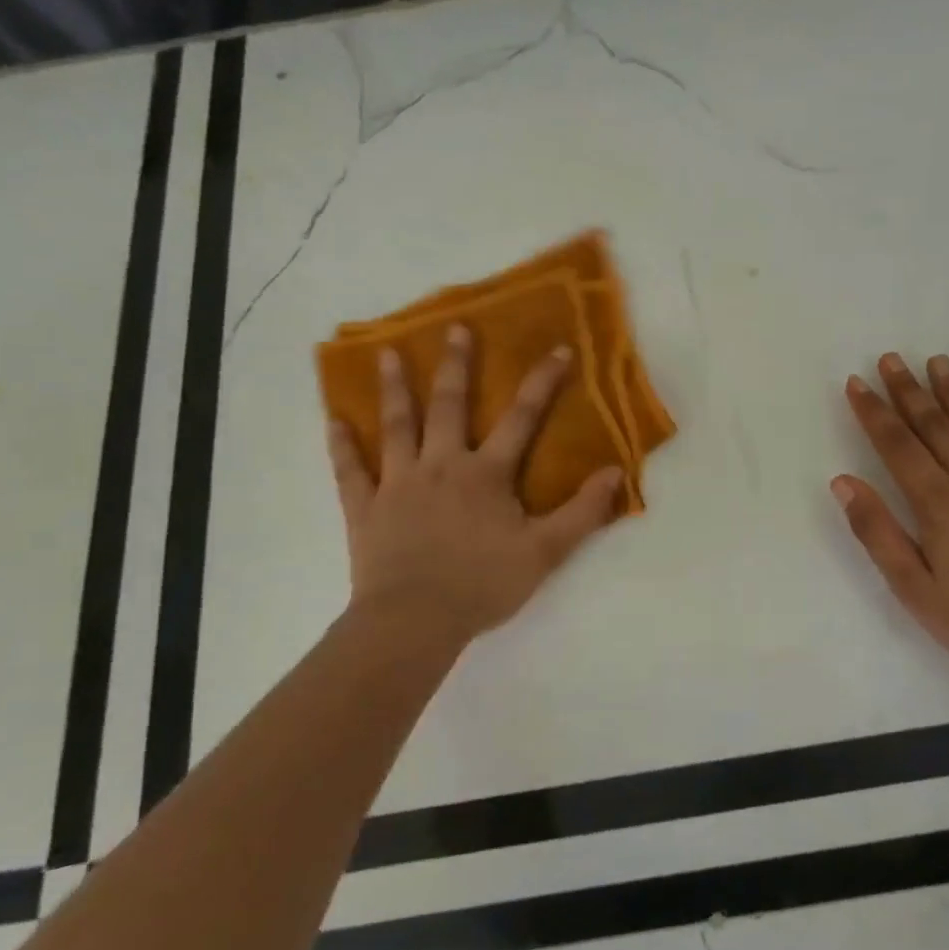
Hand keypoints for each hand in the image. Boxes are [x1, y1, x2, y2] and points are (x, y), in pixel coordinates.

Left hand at [326, 325, 622, 650]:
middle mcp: (441, 465)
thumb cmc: (483, 584)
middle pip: (448, 406)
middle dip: (455, 366)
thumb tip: (615, 473)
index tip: (559, 349)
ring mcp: (398, 484)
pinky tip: (333, 420)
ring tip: (385, 353)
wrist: (415, 621)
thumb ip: (582, 512)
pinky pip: (350, 470)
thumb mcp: (546, 552)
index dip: (542, 382)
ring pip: (396, 427)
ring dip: (393, 389)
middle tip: (454, 329)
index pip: (522, 418)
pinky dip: (342, 445)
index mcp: (486, 474)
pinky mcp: (365, 508)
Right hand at [832, 353, 948, 686]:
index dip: (874, 412)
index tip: (857, 383)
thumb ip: (877, 531)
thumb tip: (843, 481)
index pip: (897, 446)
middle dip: (908, 390)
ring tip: (938, 362)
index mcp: (939, 503)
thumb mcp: (913, 588)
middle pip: (935, 425)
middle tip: (891, 358)